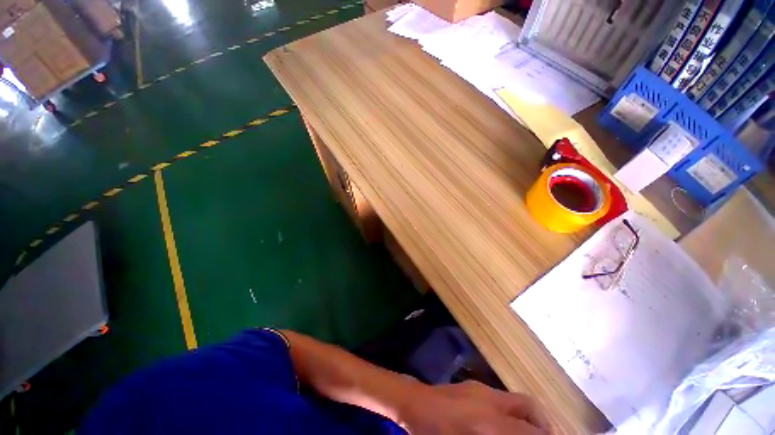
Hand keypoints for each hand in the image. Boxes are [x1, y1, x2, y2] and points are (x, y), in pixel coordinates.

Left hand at [397, 380, 550, 434]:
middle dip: (541, 424)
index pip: (530, 431)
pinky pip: (502, 397)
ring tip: (525, 432)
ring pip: (516, 399)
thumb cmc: (436, 431)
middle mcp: (491, 400)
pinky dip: (510, 409)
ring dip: (526, 415)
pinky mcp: (474, 385)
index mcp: (491, 422)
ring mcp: (481, 388)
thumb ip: (497, 433)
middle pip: (529, 406)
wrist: (415, 403)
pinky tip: (502, 422)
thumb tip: (512, 432)